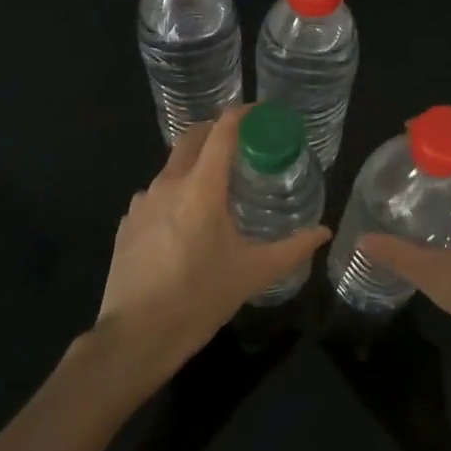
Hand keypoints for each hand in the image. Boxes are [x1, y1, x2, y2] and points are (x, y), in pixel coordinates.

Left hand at [92, 108, 329, 386]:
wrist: (136, 336)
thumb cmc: (199, 298)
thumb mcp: (253, 273)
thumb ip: (293, 248)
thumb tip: (323, 232)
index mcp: (201, 188)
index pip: (222, 132)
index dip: (243, 115)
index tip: (262, 114)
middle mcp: (168, 184)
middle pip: (192, 138)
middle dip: (217, 131)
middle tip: (244, 143)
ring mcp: (141, 202)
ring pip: (172, 167)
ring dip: (196, 165)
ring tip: (218, 188)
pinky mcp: (126, 222)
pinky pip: (155, 194)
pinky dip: (175, 193)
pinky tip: (186, 223)